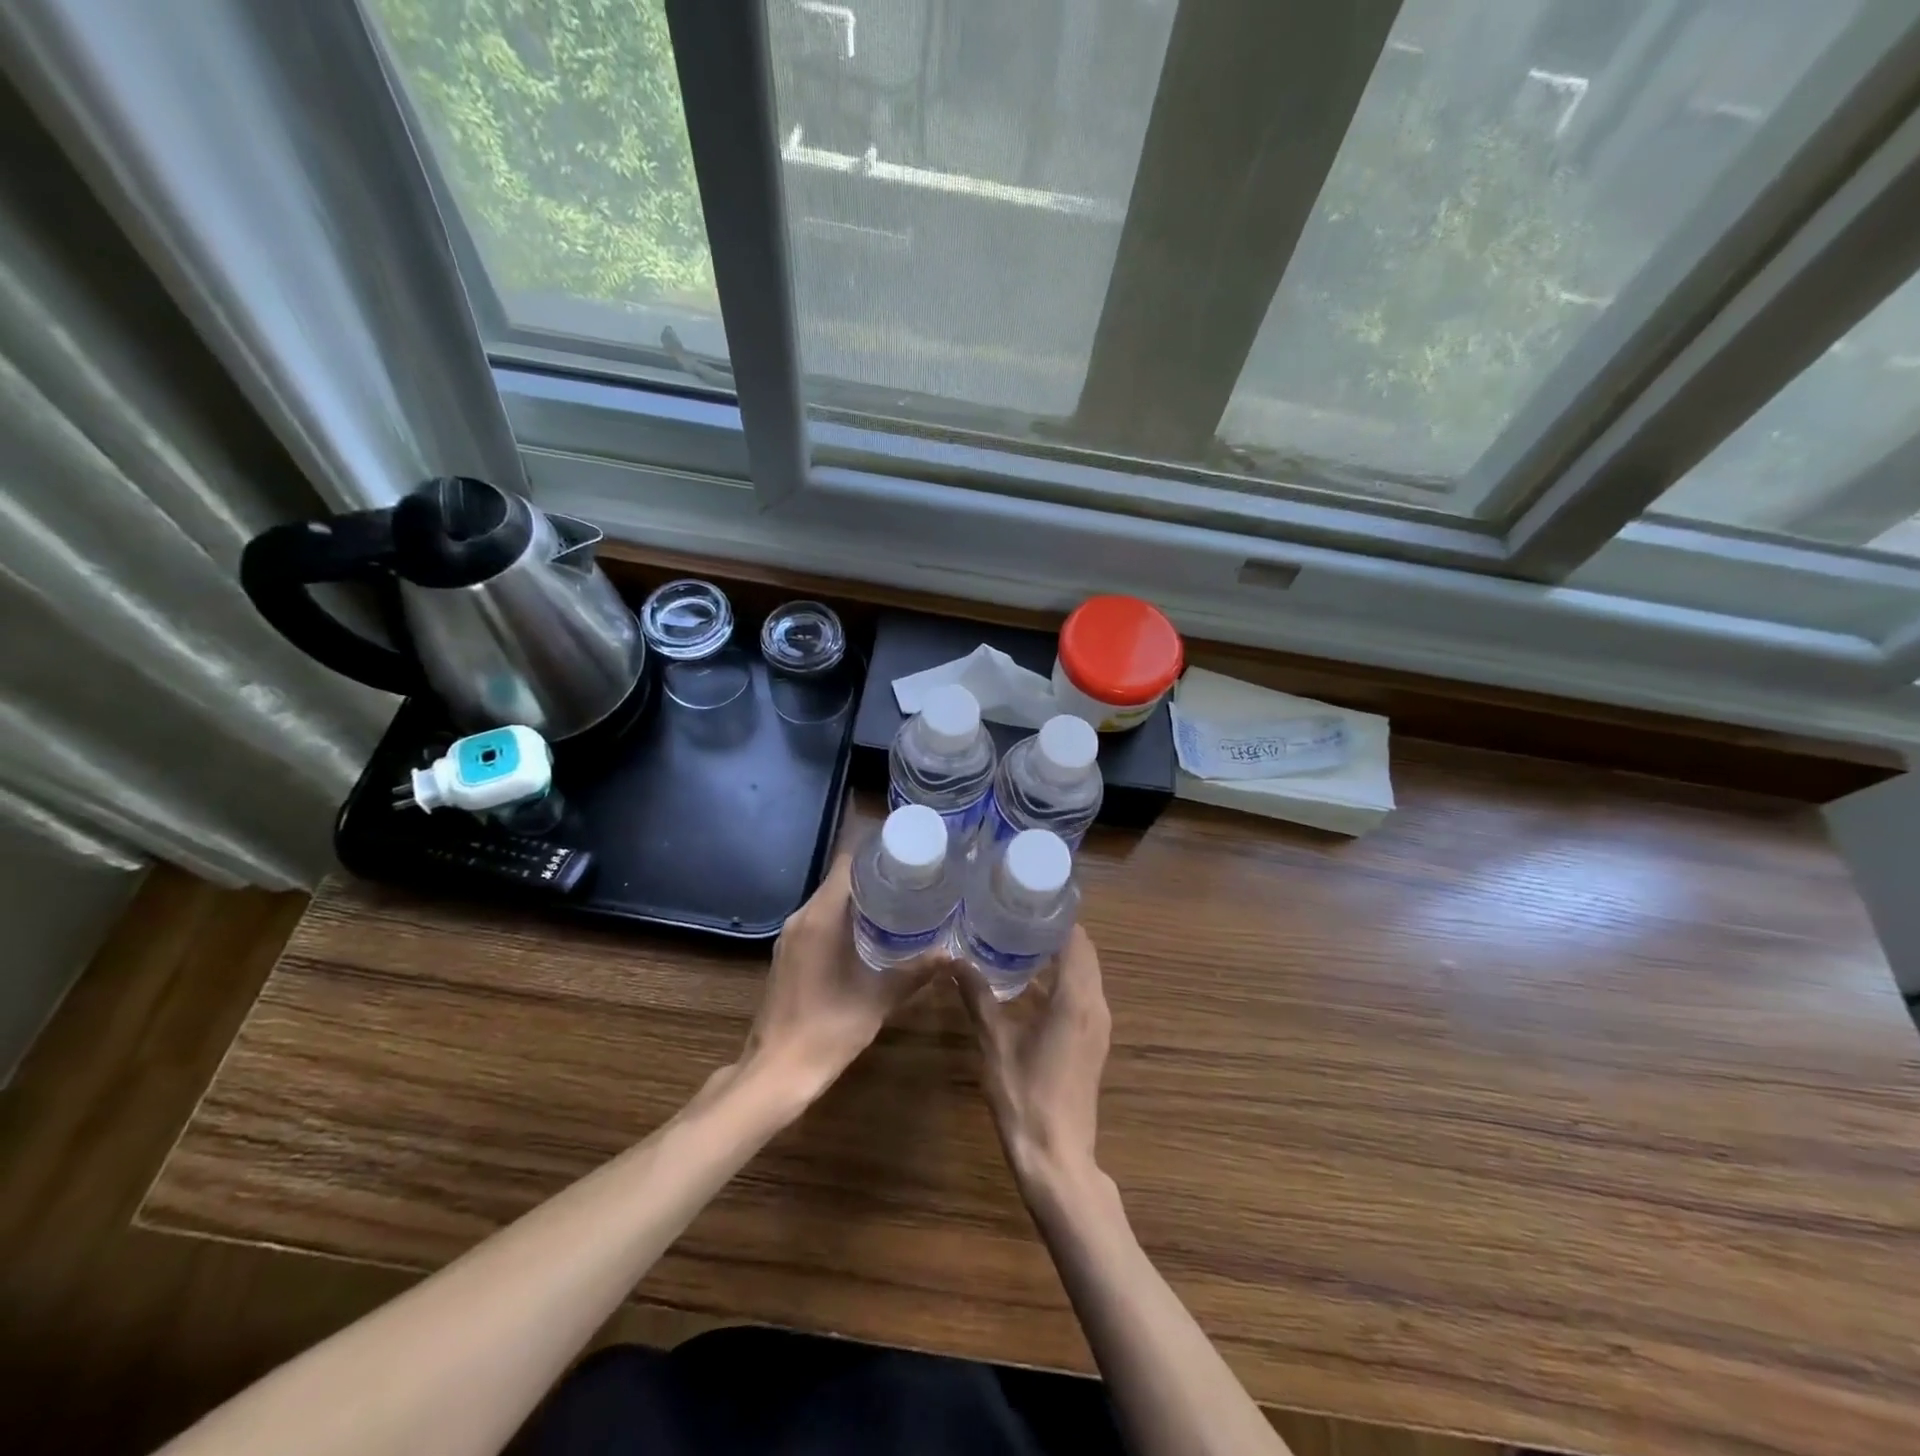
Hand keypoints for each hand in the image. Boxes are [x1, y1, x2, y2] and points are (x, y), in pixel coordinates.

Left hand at [738, 853, 936, 1103]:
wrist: (776, 1073)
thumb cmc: (827, 1030)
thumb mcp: (878, 1000)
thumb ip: (915, 972)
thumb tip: (952, 954)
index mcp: (821, 918)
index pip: (847, 863)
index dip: (876, 854)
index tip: (908, 855)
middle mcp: (801, 918)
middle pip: (839, 880)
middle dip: (874, 877)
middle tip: (913, 879)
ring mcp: (790, 937)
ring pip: (828, 901)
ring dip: (859, 899)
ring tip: (899, 903)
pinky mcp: (788, 954)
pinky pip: (818, 921)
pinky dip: (844, 919)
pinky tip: (870, 934)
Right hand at [959, 925, 1110, 1196]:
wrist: (1057, 1156)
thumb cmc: (1025, 1095)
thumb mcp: (994, 1042)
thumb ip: (977, 997)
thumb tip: (955, 962)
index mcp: (1076, 999)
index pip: (1076, 940)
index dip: (1056, 917)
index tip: (1028, 900)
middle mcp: (1095, 1006)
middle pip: (1084, 954)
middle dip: (1055, 933)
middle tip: (1017, 916)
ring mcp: (1098, 1026)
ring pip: (1085, 975)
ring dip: (1060, 957)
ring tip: (1019, 941)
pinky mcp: (1093, 1042)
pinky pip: (1082, 996)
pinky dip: (1062, 981)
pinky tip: (1028, 984)